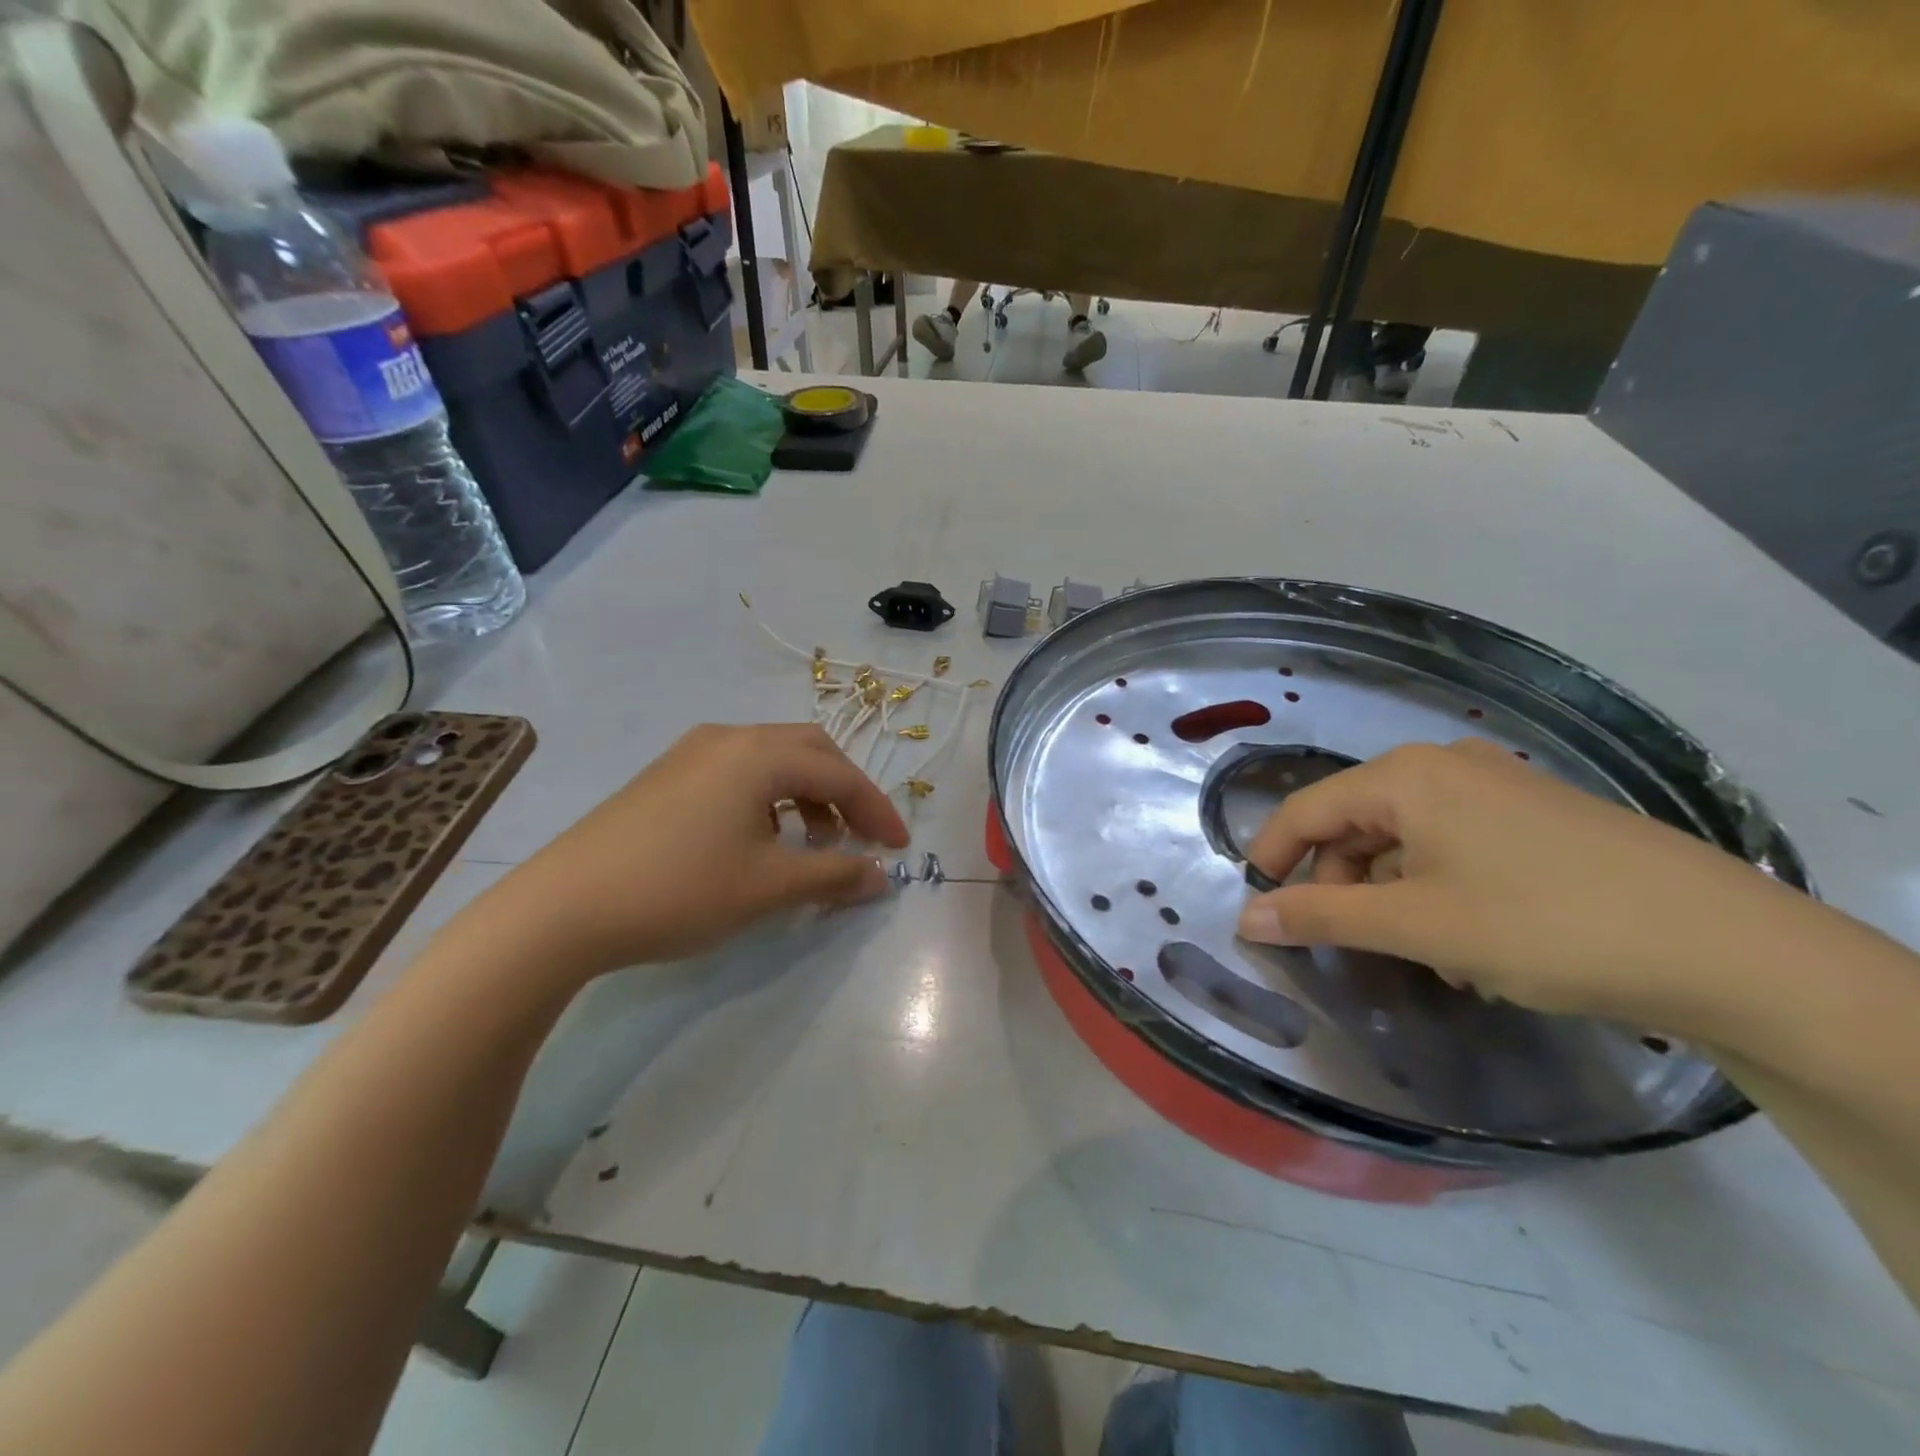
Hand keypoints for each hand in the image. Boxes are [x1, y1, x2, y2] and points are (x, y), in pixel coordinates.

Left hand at [478, 723, 908, 979]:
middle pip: (810, 751)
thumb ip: (834, 876)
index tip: (900, 849)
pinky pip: (739, 774)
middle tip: (860, 837)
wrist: (561, 908)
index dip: (877, 811)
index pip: (840, 773)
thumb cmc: (679, 889)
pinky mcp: (667, 776)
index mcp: (758, 753)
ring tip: (811, 845)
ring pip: (773, 761)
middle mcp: (728, 738)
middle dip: (845, 792)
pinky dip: (769, 800)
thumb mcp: (768, 887)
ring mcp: (691, 753)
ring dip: (806, 795)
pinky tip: (760, 840)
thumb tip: (881, 878)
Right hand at [1235, 739, 1818, 1029]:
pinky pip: (1454, 845)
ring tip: (1419, 953)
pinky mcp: (1536, 815)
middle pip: (1355, 822)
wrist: (1729, 949)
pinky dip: (1437, 889)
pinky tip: (1469, 941)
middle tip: (1346, 943)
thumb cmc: (1543, 924)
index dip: (1271, 858)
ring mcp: (1496, 786)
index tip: (1257, 910)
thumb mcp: (1416, 924)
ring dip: (1391, 893)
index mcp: (1404, 776)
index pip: (1305, 809)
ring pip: (1405, 839)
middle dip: (1339, 883)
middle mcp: (1443, 765)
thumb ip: (1320, 916)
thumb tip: (1245, 919)